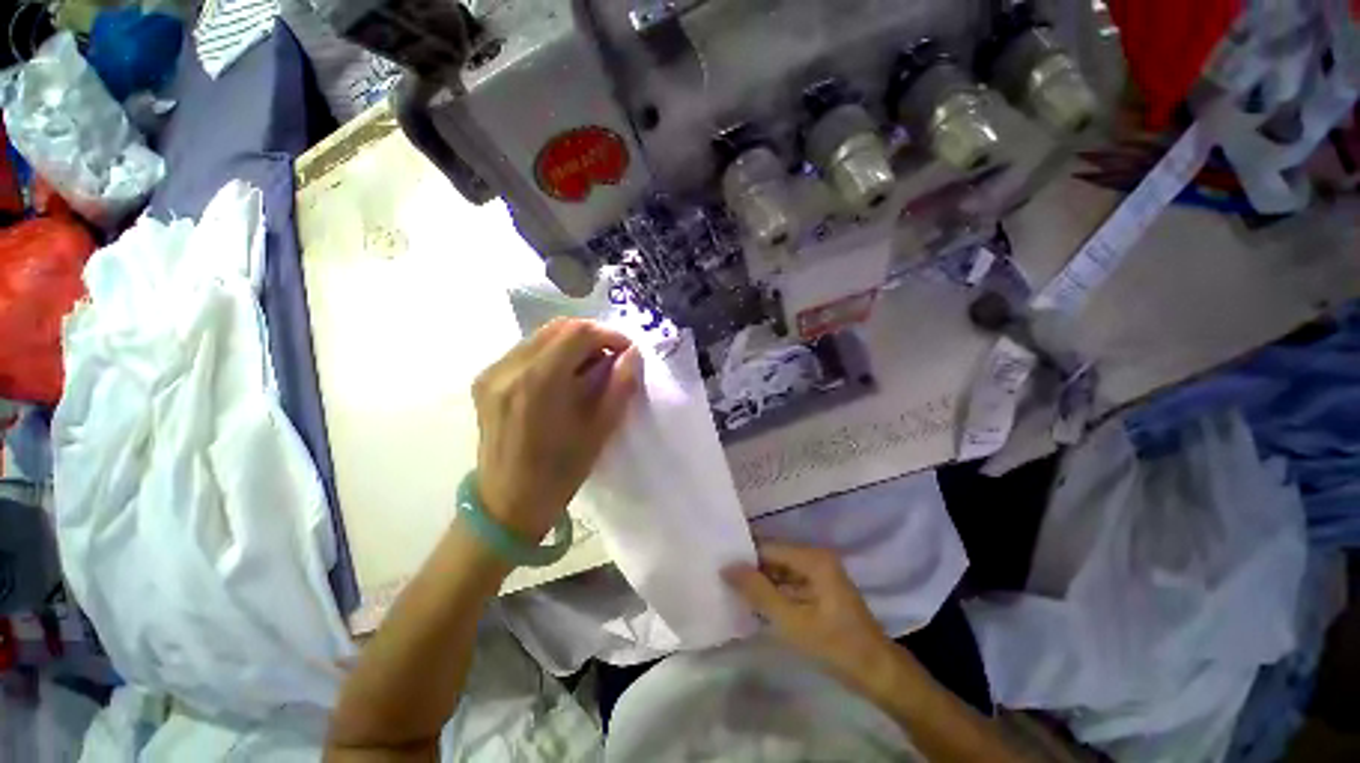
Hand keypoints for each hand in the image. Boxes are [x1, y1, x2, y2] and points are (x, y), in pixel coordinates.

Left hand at [472, 318, 641, 541]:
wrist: (506, 504)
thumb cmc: (559, 473)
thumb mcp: (600, 431)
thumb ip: (620, 386)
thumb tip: (633, 353)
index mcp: (538, 382)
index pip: (578, 333)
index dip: (609, 334)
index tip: (627, 351)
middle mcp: (508, 368)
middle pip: (558, 327)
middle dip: (592, 336)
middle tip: (612, 359)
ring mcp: (492, 372)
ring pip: (542, 336)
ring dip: (573, 344)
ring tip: (591, 369)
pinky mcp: (485, 380)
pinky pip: (526, 350)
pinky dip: (553, 354)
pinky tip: (565, 377)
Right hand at [725, 542, 897, 694]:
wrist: (877, 674)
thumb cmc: (835, 647)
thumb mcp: (792, 622)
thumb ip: (758, 592)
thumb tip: (727, 566)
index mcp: (813, 558)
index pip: (768, 548)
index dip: (744, 557)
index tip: (718, 565)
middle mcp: (816, 557)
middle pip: (774, 557)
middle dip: (750, 570)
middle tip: (721, 579)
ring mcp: (820, 573)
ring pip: (780, 571)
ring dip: (761, 583)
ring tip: (731, 590)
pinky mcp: (820, 588)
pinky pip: (789, 583)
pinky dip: (774, 593)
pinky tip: (754, 604)